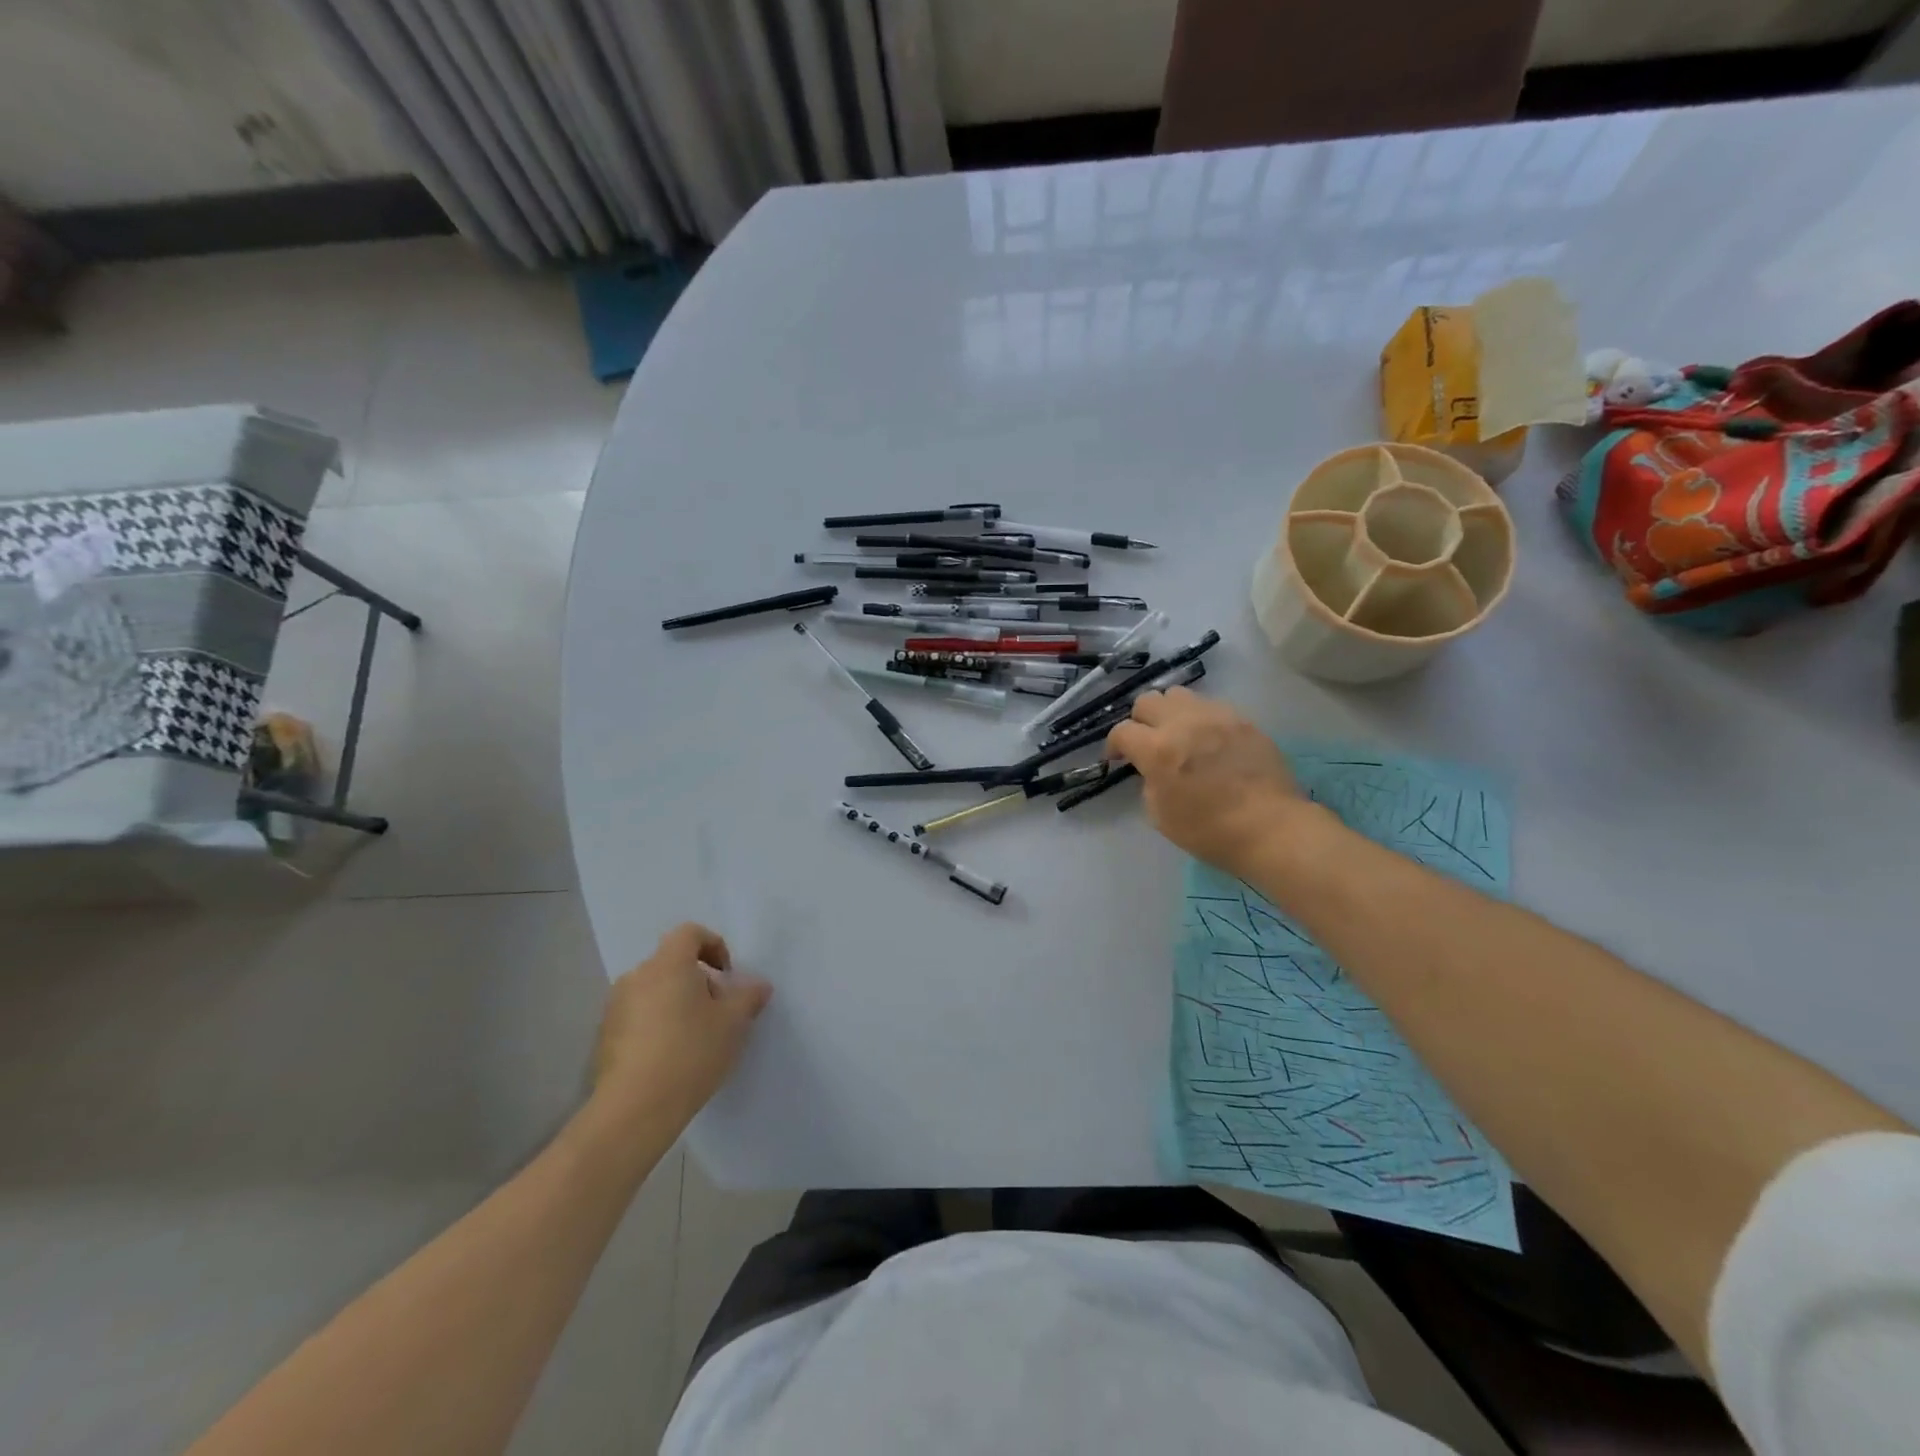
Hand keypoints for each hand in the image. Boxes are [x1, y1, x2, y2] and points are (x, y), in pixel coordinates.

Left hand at [592, 923, 771, 1129]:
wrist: (634, 1110)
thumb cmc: (690, 1053)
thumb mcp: (733, 1023)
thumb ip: (748, 997)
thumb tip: (759, 985)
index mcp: (668, 965)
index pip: (689, 933)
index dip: (713, 946)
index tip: (727, 976)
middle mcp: (637, 977)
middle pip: (672, 963)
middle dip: (698, 980)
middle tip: (717, 1012)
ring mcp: (615, 1007)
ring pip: (654, 990)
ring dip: (676, 1003)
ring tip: (694, 1037)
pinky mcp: (605, 1037)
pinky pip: (638, 1015)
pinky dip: (656, 1024)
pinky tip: (670, 1056)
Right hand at [1106, 687, 1303, 876]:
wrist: (1271, 828)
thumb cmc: (1210, 831)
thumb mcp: (1160, 815)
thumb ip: (1149, 782)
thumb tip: (1153, 769)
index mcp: (1158, 750)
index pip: (1122, 731)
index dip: (1113, 745)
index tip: (1117, 758)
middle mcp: (1183, 723)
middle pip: (1147, 700)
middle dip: (1140, 720)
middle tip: (1147, 742)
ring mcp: (1216, 716)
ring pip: (1179, 695)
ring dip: (1170, 712)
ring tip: (1178, 734)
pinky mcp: (1242, 720)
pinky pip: (1211, 706)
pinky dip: (1200, 719)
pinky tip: (1208, 741)